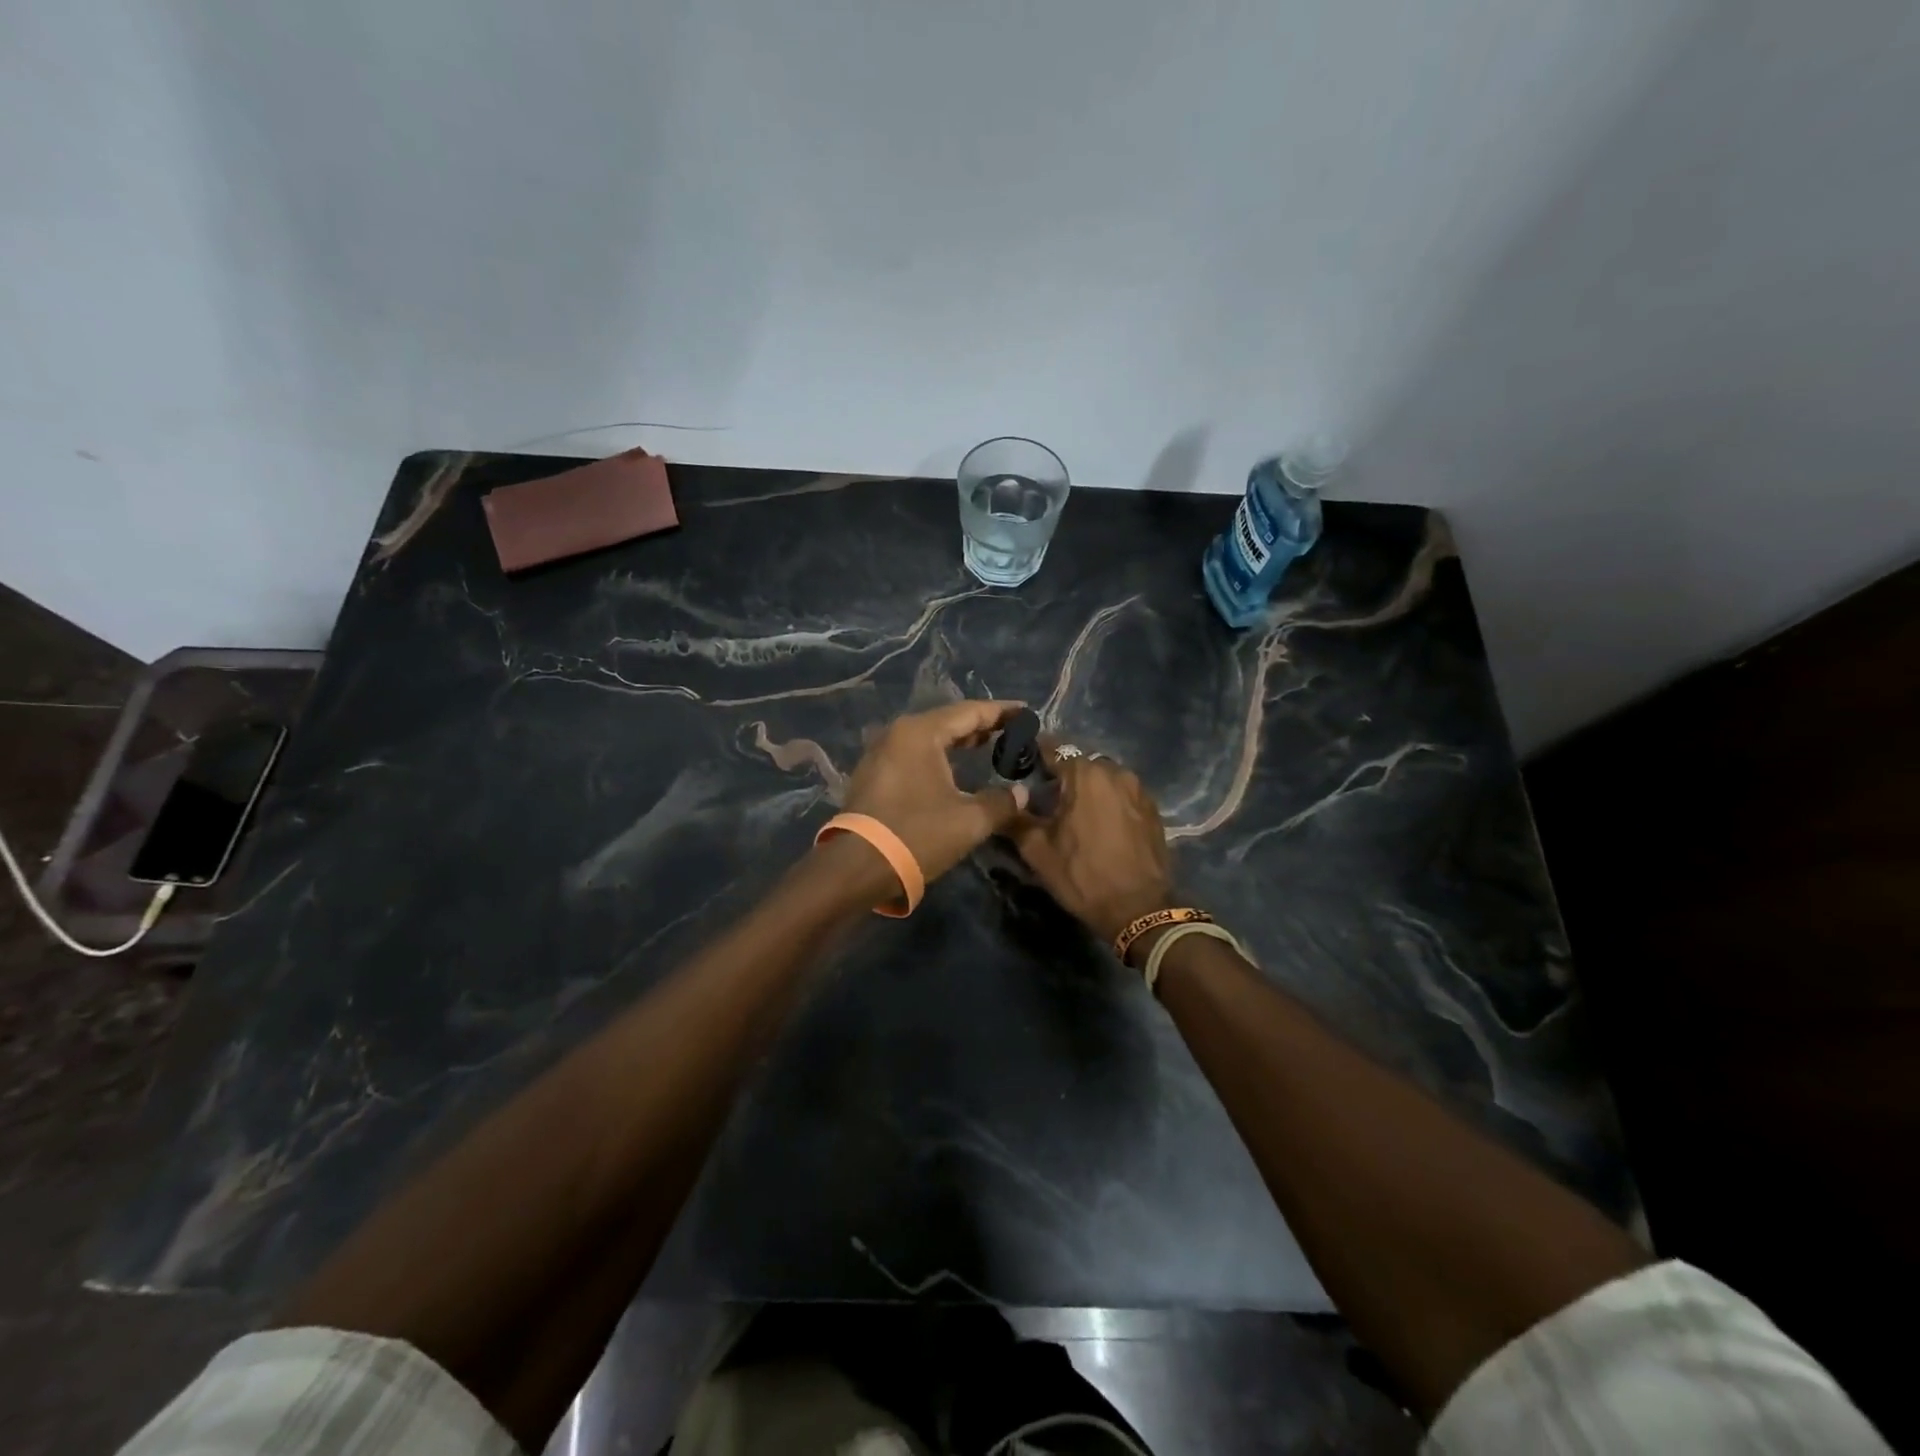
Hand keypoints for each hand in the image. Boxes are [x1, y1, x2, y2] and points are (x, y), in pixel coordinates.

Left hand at [838, 701, 1029, 883]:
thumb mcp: (969, 820)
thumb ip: (1002, 802)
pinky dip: (940, 756)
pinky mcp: (874, 775)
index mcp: (920, 732)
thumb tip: (1022, 792)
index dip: (1001, 712)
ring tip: (990, 746)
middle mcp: (898, 733)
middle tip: (1013, 731)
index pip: (970, 712)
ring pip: (930, 739)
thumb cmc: (917, 834)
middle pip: (948, 721)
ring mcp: (881, 753)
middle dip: (981, 726)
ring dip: (959, 742)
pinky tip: (956, 769)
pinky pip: (915, 755)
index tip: (1027, 711)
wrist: (857, 868)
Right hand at [1009, 750, 1174, 944]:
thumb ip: (1016, 819)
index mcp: (1085, 774)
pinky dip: (1109, 801)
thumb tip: (1004, 802)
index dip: (1034, 755)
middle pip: (1081, 763)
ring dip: (1088, 788)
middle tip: (1046, 798)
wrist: (1139, 909)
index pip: (1054, 750)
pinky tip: (1100, 824)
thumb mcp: (1038, 851)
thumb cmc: (1083, 876)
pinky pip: (1123, 794)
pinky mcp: (1153, 809)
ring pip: (1104, 778)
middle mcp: (1115, 772)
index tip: (1021, 766)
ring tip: (1074, 812)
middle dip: (1063, 775)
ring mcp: (1139, 789)